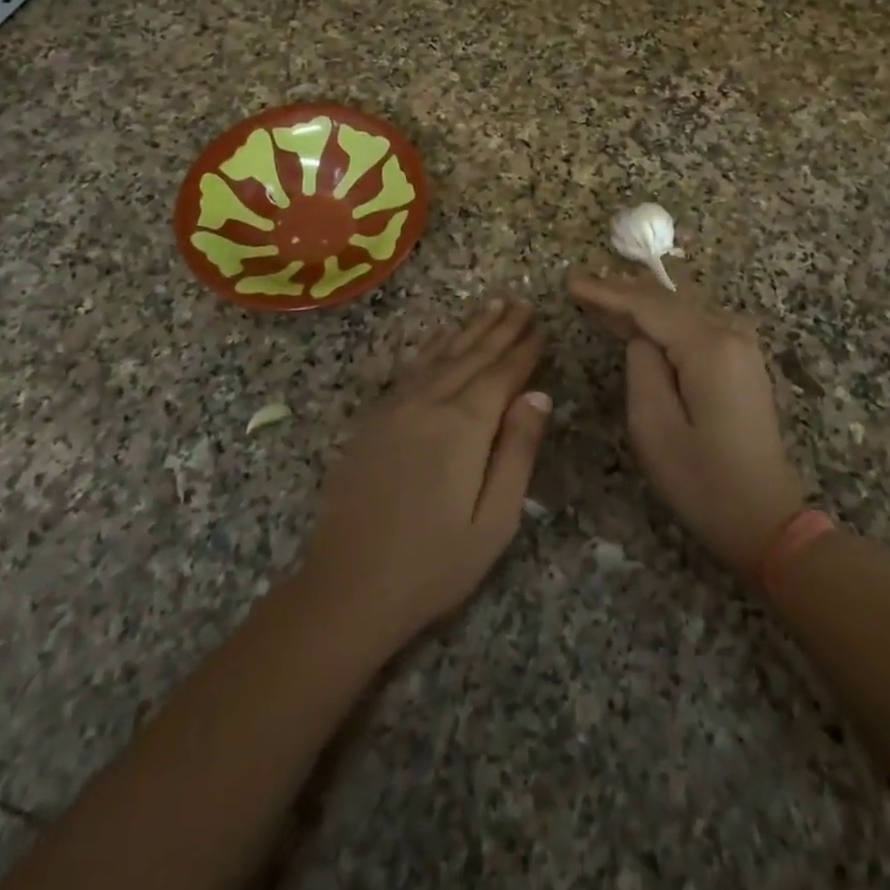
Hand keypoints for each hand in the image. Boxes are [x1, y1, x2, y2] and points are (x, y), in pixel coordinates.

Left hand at [300, 299, 548, 652]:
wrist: (347, 587)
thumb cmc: (433, 564)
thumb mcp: (493, 520)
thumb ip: (518, 452)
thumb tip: (539, 395)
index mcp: (464, 426)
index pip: (502, 375)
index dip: (524, 350)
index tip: (542, 326)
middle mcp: (429, 403)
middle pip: (472, 356)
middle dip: (500, 329)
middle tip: (522, 303)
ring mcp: (396, 407)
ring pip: (441, 355)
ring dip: (469, 328)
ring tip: (491, 305)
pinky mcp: (374, 418)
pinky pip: (412, 368)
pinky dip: (433, 346)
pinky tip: (442, 336)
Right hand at [570, 272, 805, 575]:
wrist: (765, 520)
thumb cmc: (702, 480)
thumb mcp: (653, 426)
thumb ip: (641, 366)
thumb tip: (641, 336)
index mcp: (709, 346)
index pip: (648, 305)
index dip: (607, 291)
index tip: (571, 281)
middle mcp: (730, 334)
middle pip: (668, 299)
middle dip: (623, 290)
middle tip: (582, 282)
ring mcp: (742, 347)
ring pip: (682, 309)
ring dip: (643, 302)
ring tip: (603, 294)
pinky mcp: (742, 363)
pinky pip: (695, 326)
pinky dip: (664, 320)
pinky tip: (640, 322)